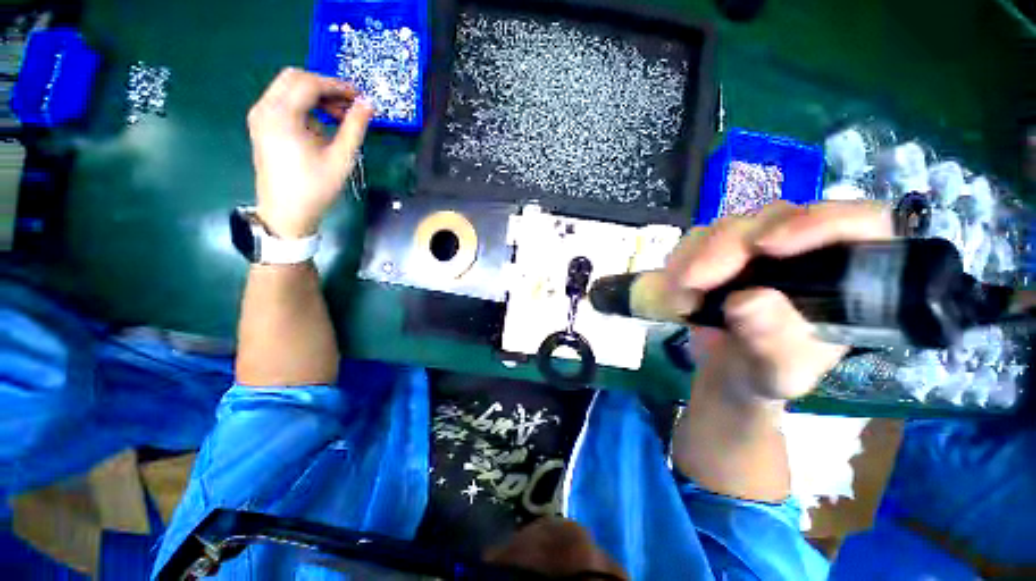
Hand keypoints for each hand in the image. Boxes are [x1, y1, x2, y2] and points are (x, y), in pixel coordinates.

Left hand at [247, 68, 374, 238]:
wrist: (286, 213)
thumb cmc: (315, 188)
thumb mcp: (341, 158)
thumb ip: (355, 128)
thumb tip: (368, 105)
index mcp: (282, 115)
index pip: (310, 83)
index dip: (337, 86)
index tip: (360, 98)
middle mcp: (265, 108)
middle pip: (295, 79)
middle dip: (325, 87)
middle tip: (349, 105)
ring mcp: (260, 116)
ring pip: (288, 89)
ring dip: (315, 96)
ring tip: (340, 118)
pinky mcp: (262, 126)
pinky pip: (284, 102)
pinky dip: (305, 106)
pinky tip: (322, 124)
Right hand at [664, 201, 893, 400]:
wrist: (726, 372)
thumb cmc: (766, 375)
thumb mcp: (777, 372)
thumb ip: (772, 342)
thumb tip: (746, 300)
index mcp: (847, 276)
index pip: (857, 222)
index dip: (818, 222)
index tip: (766, 246)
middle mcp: (805, 251)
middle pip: (776, 218)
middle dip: (728, 248)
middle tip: (693, 281)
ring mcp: (758, 247)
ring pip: (730, 227)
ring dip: (695, 258)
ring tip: (679, 298)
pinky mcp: (720, 250)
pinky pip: (697, 239)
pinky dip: (680, 260)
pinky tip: (674, 288)